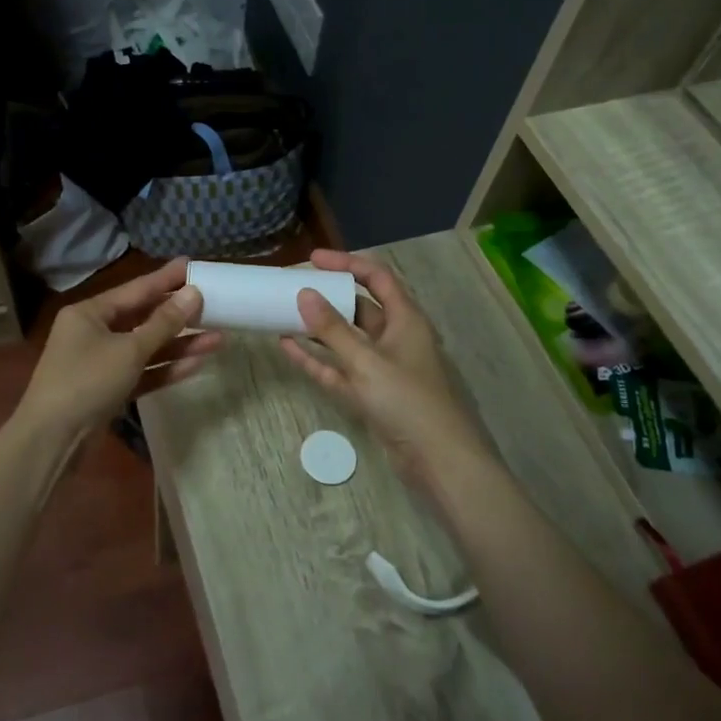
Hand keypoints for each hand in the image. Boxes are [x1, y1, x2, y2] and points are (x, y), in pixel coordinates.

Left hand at [18, 258, 222, 437]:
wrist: (52, 440)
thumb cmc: (86, 382)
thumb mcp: (129, 350)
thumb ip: (163, 323)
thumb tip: (193, 293)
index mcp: (89, 313)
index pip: (135, 290)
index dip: (165, 278)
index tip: (192, 264)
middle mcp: (94, 333)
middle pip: (142, 318)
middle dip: (178, 315)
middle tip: (214, 303)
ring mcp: (102, 363)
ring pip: (146, 348)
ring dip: (179, 345)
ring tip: (218, 338)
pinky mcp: (110, 390)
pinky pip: (143, 372)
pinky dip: (166, 369)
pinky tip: (197, 364)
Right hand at [280, 250, 491, 492]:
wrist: (437, 461)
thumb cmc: (407, 401)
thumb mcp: (367, 361)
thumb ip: (332, 330)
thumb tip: (304, 294)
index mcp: (405, 319)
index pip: (376, 277)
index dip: (346, 264)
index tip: (312, 260)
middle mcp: (394, 338)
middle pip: (358, 307)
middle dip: (327, 297)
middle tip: (293, 288)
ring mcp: (381, 367)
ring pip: (345, 339)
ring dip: (317, 329)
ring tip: (283, 314)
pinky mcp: (370, 394)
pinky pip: (338, 368)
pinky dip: (316, 359)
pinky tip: (288, 347)